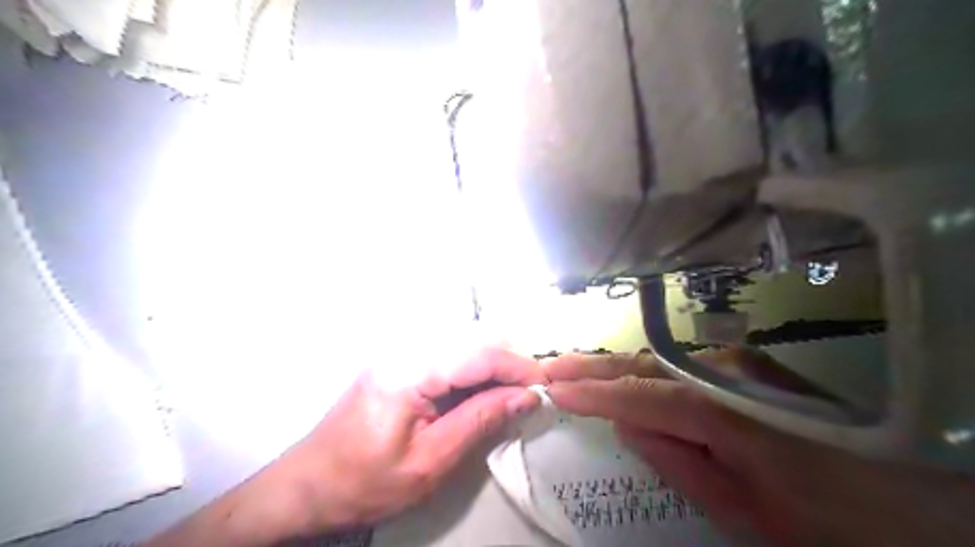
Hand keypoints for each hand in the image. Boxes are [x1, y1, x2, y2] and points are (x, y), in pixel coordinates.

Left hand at [142, 348, 544, 544]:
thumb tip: (526, 396)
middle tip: (531, 389)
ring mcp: (398, 347)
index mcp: (408, 370)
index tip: (545, 386)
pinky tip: (483, 386)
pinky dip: (473, 364)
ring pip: (463, 338)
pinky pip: (447, 348)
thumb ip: (480, 420)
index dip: (517, 365)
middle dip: (509, 359)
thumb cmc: (365, 482)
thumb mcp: (430, 462)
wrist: (307, 484)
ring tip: (513, 389)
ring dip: (493, 359)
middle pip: (473, 336)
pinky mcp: (398, 357)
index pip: (478, 352)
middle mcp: (404, 346)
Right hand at [545, 348, 970, 545]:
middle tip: (549, 367)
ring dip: (611, 366)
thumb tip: (626, 426)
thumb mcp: (745, 510)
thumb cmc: (822, 518)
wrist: (904, 499)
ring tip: (572, 368)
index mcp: (723, 411)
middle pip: (643, 365)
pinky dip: (640, 371)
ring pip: (657, 361)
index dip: (595, 392)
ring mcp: (734, 364)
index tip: (553, 389)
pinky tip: (619, 375)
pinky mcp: (739, 368)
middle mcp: (723, 372)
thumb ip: (679, 461)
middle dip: (592, 366)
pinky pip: (675, 368)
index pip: (641, 394)